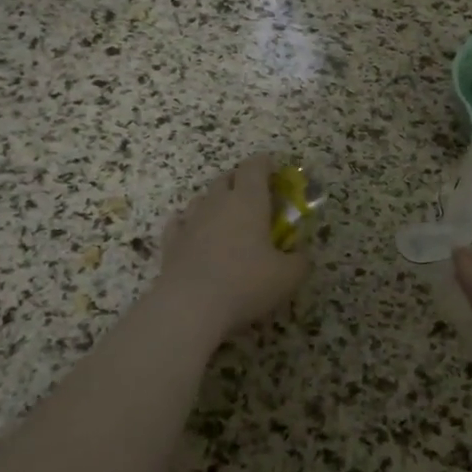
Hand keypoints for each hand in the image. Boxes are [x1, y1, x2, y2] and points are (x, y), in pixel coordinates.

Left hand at [155, 155, 309, 339]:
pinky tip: (195, 235)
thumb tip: (300, 255)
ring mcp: (190, 221)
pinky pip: (180, 222)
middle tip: (255, 197)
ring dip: (216, 202)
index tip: (275, 171)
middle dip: (241, 181)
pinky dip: (190, 224)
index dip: (266, 164)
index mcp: (249, 201)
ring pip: (202, 198)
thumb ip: (300, 260)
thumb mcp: (288, 276)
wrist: (189, 307)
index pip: (255, 166)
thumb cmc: (246, 283)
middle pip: (227, 178)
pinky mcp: (171, 242)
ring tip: (226, 219)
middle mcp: (218, 203)